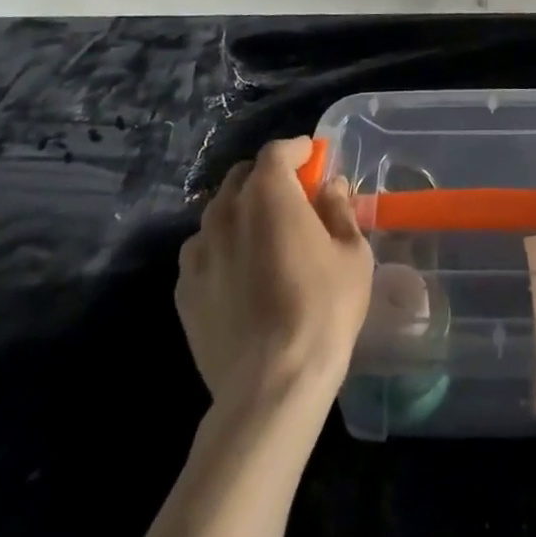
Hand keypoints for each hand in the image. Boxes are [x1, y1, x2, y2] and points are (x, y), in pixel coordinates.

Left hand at [177, 138, 374, 412]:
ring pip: (219, 212)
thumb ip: (339, 210)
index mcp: (268, 194)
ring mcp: (198, 250)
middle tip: (294, 198)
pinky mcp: (183, 289)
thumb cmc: (322, 310)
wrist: (270, 386)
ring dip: (243, 211)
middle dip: (269, 177)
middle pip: (244, 176)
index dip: (298, 150)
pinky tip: (240, 274)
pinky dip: (222, 248)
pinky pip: (203, 251)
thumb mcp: (352, 254)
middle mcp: (226, 211)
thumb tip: (329, 186)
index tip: (315, 159)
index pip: (278, 151)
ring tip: (264, 237)